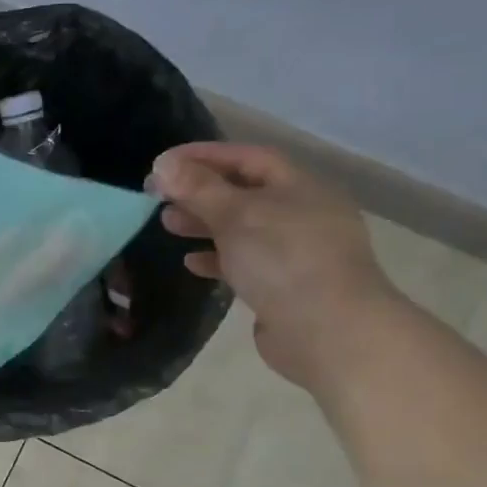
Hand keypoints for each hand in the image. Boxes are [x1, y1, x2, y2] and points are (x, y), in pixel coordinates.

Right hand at [151, 142, 396, 390]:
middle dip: (200, 192)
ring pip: (242, 228)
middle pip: (244, 192)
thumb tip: (163, 163)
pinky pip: (245, 262)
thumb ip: (198, 189)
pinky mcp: (285, 285)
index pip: (247, 157)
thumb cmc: (283, 259)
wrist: (328, 330)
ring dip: (204, 225)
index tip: (163, 163)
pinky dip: (217, 258)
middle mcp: (301, 213)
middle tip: (158, 197)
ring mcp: (296, 251)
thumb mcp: (236, 215)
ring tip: (168, 226)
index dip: (205, 156)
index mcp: (299, 186)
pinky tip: (192, 263)